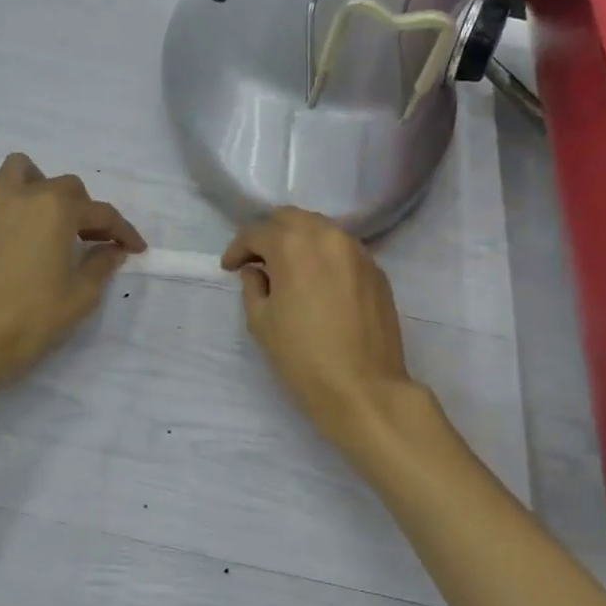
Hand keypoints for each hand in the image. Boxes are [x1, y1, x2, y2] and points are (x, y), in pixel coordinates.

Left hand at [0, 154, 145, 388]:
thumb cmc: (32, 320)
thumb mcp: (81, 296)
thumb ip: (102, 264)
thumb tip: (112, 249)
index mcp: (58, 210)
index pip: (102, 213)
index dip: (123, 231)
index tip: (134, 248)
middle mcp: (24, 194)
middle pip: (64, 186)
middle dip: (83, 209)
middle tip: (89, 240)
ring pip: (16, 169)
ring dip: (35, 184)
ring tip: (39, 214)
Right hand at [222, 208, 418, 449]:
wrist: (364, 388)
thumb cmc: (303, 357)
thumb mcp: (261, 322)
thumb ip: (253, 286)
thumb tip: (257, 270)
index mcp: (293, 246)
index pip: (257, 232)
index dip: (238, 248)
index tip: (229, 267)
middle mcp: (327, 236)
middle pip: (291, 218)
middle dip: (269, 234)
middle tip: (257, 260)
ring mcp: (357, 251)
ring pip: (321, 228)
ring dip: (299, 240)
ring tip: (287, 267)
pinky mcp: (376, 270)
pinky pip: (343, 249)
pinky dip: (324, 254)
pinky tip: (318, 280)